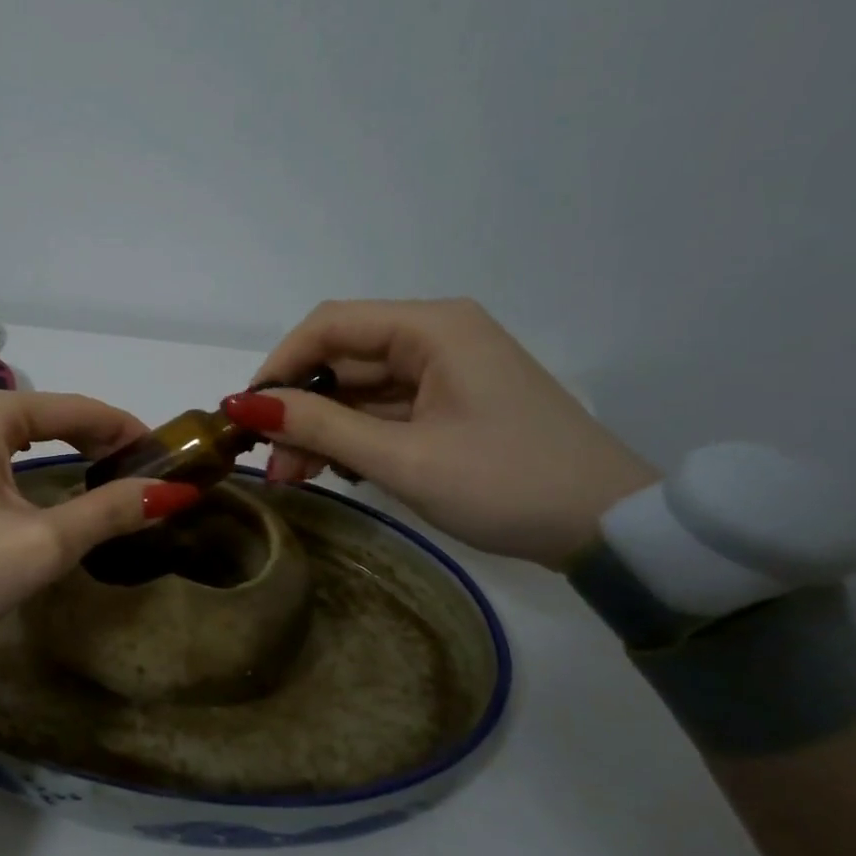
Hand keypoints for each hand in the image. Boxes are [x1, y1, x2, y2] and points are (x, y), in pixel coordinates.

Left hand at [0, 388, 199, 654]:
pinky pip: (5, 446)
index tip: (167, 456)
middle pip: (54, 414)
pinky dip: (40, 458)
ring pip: (30, 430)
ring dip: (73, 447)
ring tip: (115, 473)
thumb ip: (108, 511)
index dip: (127, 430)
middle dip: (102, 438)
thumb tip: (171, 492)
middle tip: (147, 471)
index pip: (78, 408)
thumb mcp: (43, 543)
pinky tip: (63, 475)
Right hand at [222, 299, 658, 568]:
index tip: (247, 414)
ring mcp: (446, 369)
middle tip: (275, 464)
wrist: (612, 530)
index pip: (330, 325)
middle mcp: (437, 336)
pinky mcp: (452, 400)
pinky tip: (339, 469)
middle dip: (300, 409)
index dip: (279, 364)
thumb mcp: (403, 459)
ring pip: (359, 387)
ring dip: (324, 428)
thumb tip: (243, 406)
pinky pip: (385, 408)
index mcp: (432, 328)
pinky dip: (356, 436)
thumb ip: (319, 427)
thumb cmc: (507, 485)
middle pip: (342, 358)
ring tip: (299, 476)